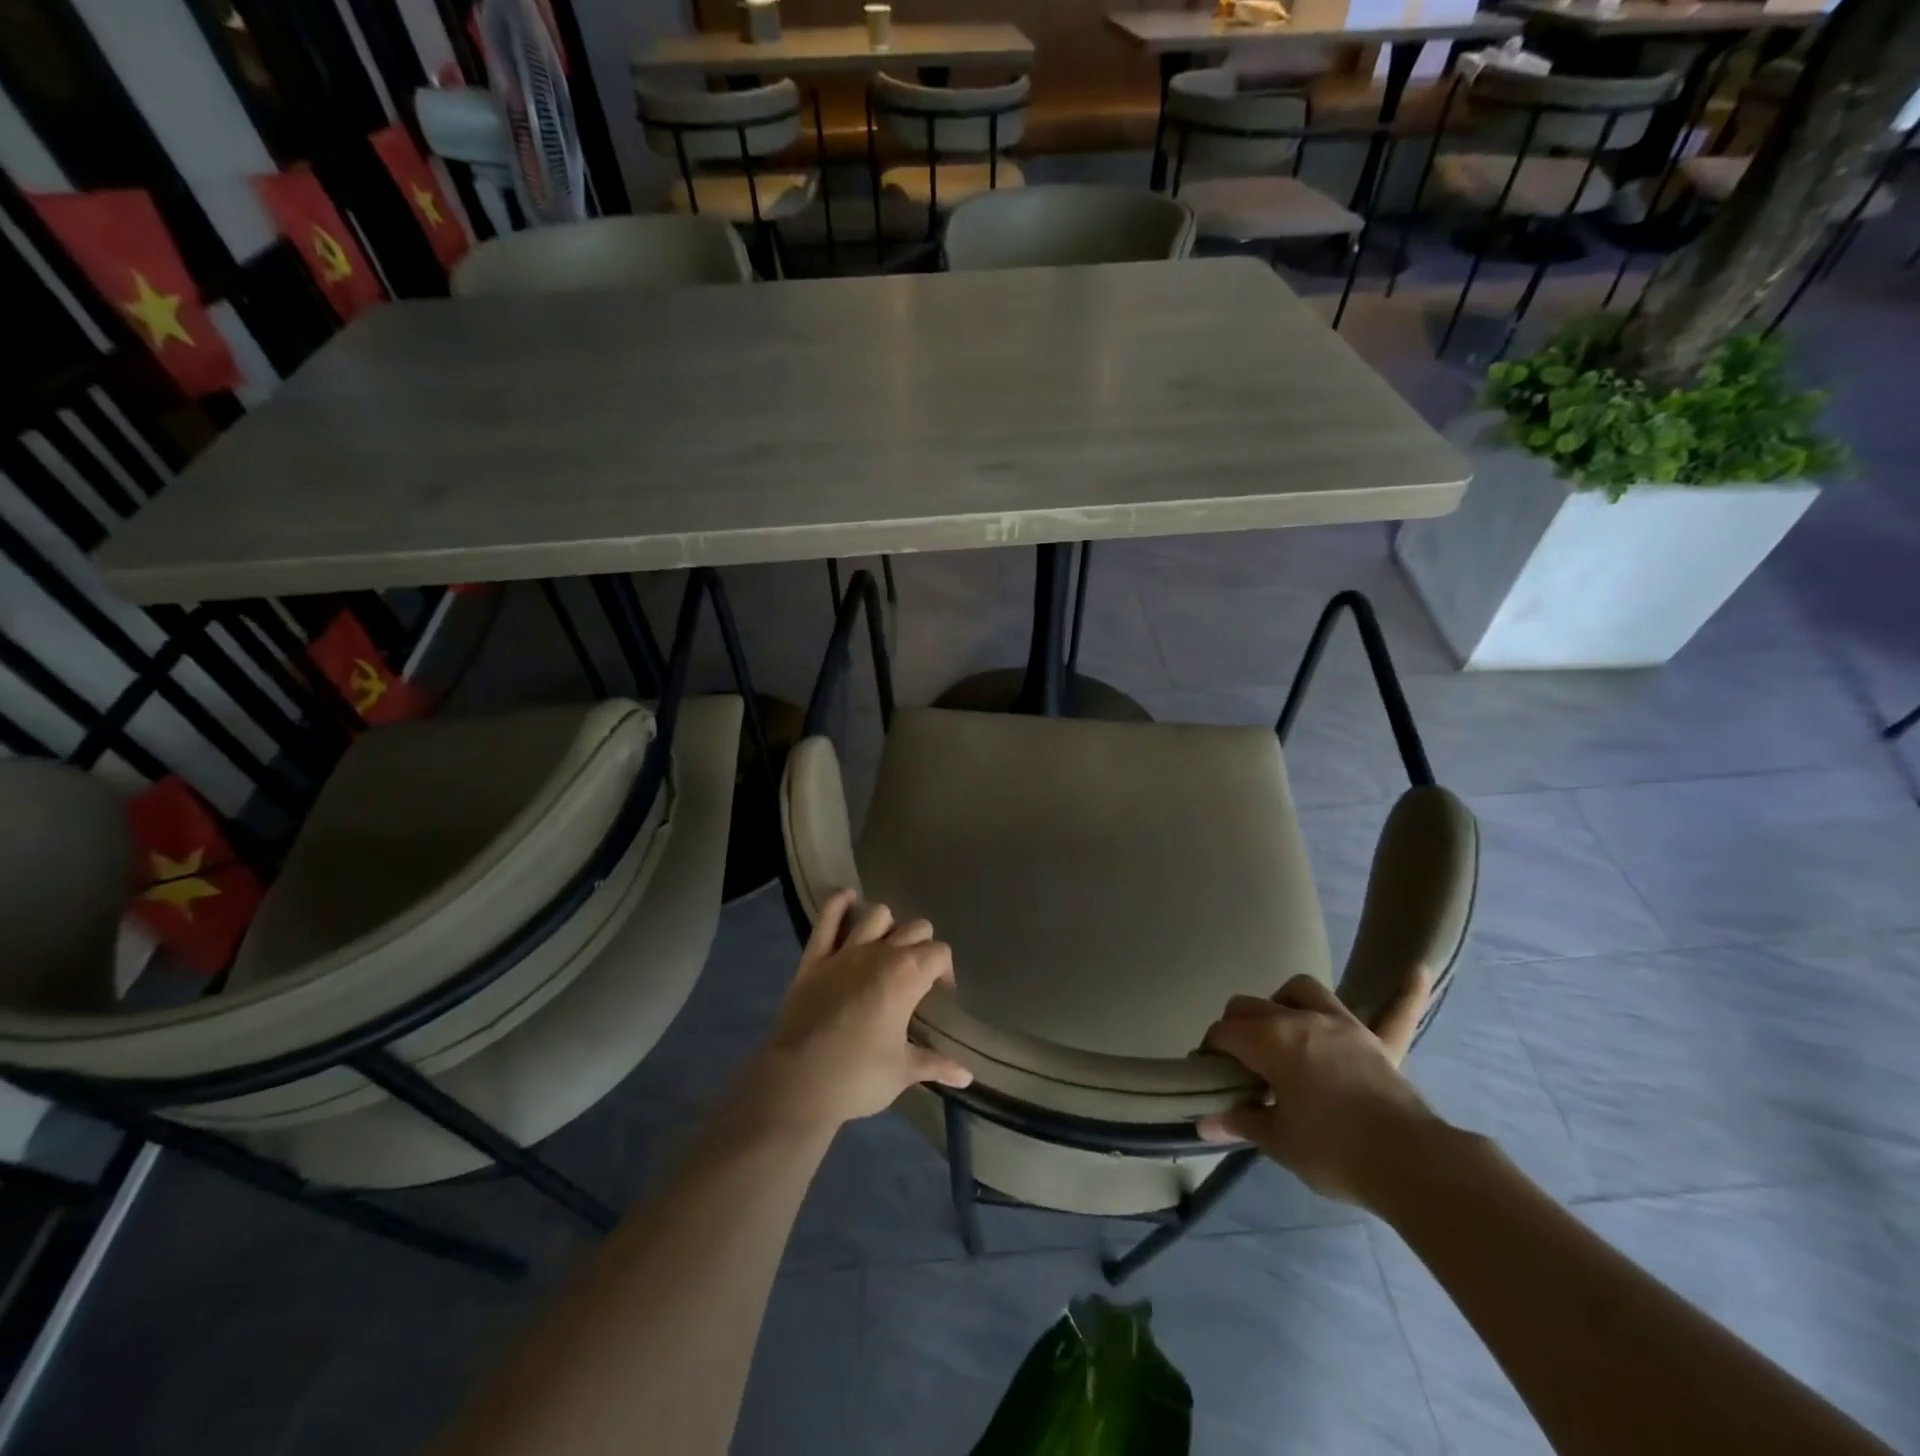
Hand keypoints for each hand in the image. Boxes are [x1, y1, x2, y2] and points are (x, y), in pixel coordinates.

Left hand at [739, 890, 972, 1138]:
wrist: (798, 1083)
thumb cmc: (858, 1077)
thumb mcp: (903, 1072)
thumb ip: (936, 1064)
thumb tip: (968, 1077)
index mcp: (908, 975)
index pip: (939, 953)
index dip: (945, 971)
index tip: (940, 995)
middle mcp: (880, 953)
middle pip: (915, 927)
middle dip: (922, 946)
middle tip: (917, 976)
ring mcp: (844, 952)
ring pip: (876, 914)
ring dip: (887, 926)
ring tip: (887, 948)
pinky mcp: (814, 959)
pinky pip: (826, 920)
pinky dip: (838, 905)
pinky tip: (847, 898)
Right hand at [1196, 971, 1440, 1208]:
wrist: (1409, 1163)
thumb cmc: (1334, 1151)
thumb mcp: (1279, 1142)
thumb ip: (1241, 1122)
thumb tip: (1204, 1121)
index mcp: (1269, 1041)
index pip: (1224, 1033)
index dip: (1210, 1052)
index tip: (1212, 1078)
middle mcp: (1300, 1020)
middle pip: (1251, 1006)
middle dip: (1236, 1028)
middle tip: (1239, 1065)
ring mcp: (1342, 1025)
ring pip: (1303, 990)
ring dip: (1285, 1002)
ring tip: (1283, 1028)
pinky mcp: (1378, 1042)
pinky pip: (1396, 1011)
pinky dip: (1405, 992)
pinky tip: (1417, 970)